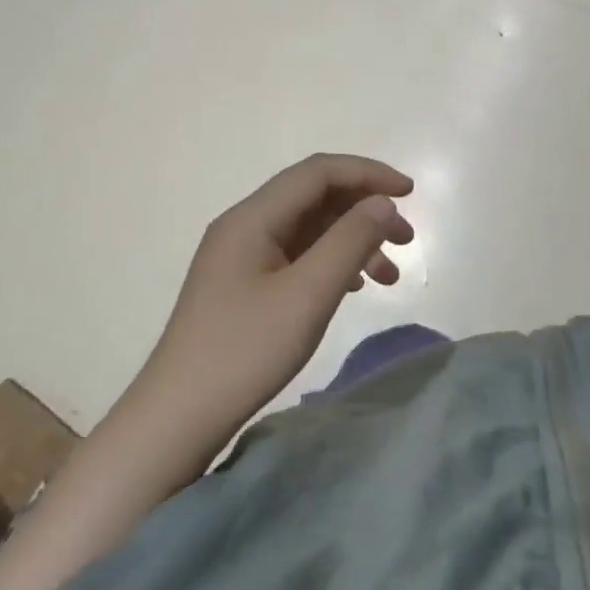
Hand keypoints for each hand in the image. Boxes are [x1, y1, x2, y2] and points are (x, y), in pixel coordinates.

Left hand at [154, 154, 415, 409]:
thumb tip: (382, 203)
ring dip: (354, 241)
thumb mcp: (308, 294)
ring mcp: (243, 257)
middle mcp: (245, 226)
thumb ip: (350, 241)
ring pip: (310, 229)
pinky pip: (298, 256)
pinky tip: (354, 288)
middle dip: (366, 211)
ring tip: (389, 276)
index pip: (318, 172)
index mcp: (253, 218)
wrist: (178, 418)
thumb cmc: (245, 351)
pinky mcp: (244, 285)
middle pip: (316, 198)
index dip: (368, 174)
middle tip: (407, 240)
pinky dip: (333, 263)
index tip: (411, 193)